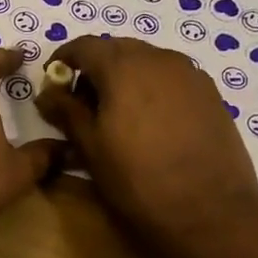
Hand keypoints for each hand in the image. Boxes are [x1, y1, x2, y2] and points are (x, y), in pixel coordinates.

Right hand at [36, 36, 257, 257]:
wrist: (211, 211)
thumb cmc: (138, 179)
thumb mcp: (90, 147)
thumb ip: (65, 111)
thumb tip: (46, 92)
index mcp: (124, 66)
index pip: (84, 45)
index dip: (63, 59)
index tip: (52, 84)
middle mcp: (159, 58)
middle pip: (117, 49)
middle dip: (94, 69)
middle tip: (81, 104)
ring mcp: (190, 74)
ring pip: (146, 62)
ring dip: (123, 78)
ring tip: (116, 116)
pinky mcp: (210, 94)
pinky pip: (170, 78)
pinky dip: (151, 88)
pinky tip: (149, 124)